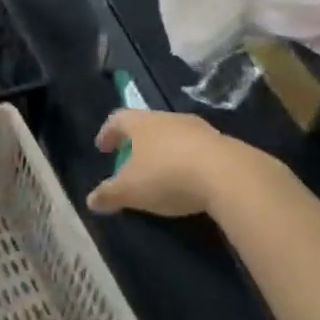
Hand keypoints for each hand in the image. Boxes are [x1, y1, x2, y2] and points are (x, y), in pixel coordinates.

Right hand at [85, 109, 239, 217]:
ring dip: (164, 150)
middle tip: (130, 160)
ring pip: (173, 135)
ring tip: (160, 171)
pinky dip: (187, 161)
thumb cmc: (167, 176)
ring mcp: (198, 129)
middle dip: (137, 142)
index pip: (117, 119)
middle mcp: (168, 119)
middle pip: (147, 124)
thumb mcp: (130, 191)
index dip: (107, 133)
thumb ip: (109, 194)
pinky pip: (196, 149)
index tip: (102, 148)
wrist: (228, 175)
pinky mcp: (222, 144)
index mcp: (141, 123)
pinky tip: (188, 179)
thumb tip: (91, 200)